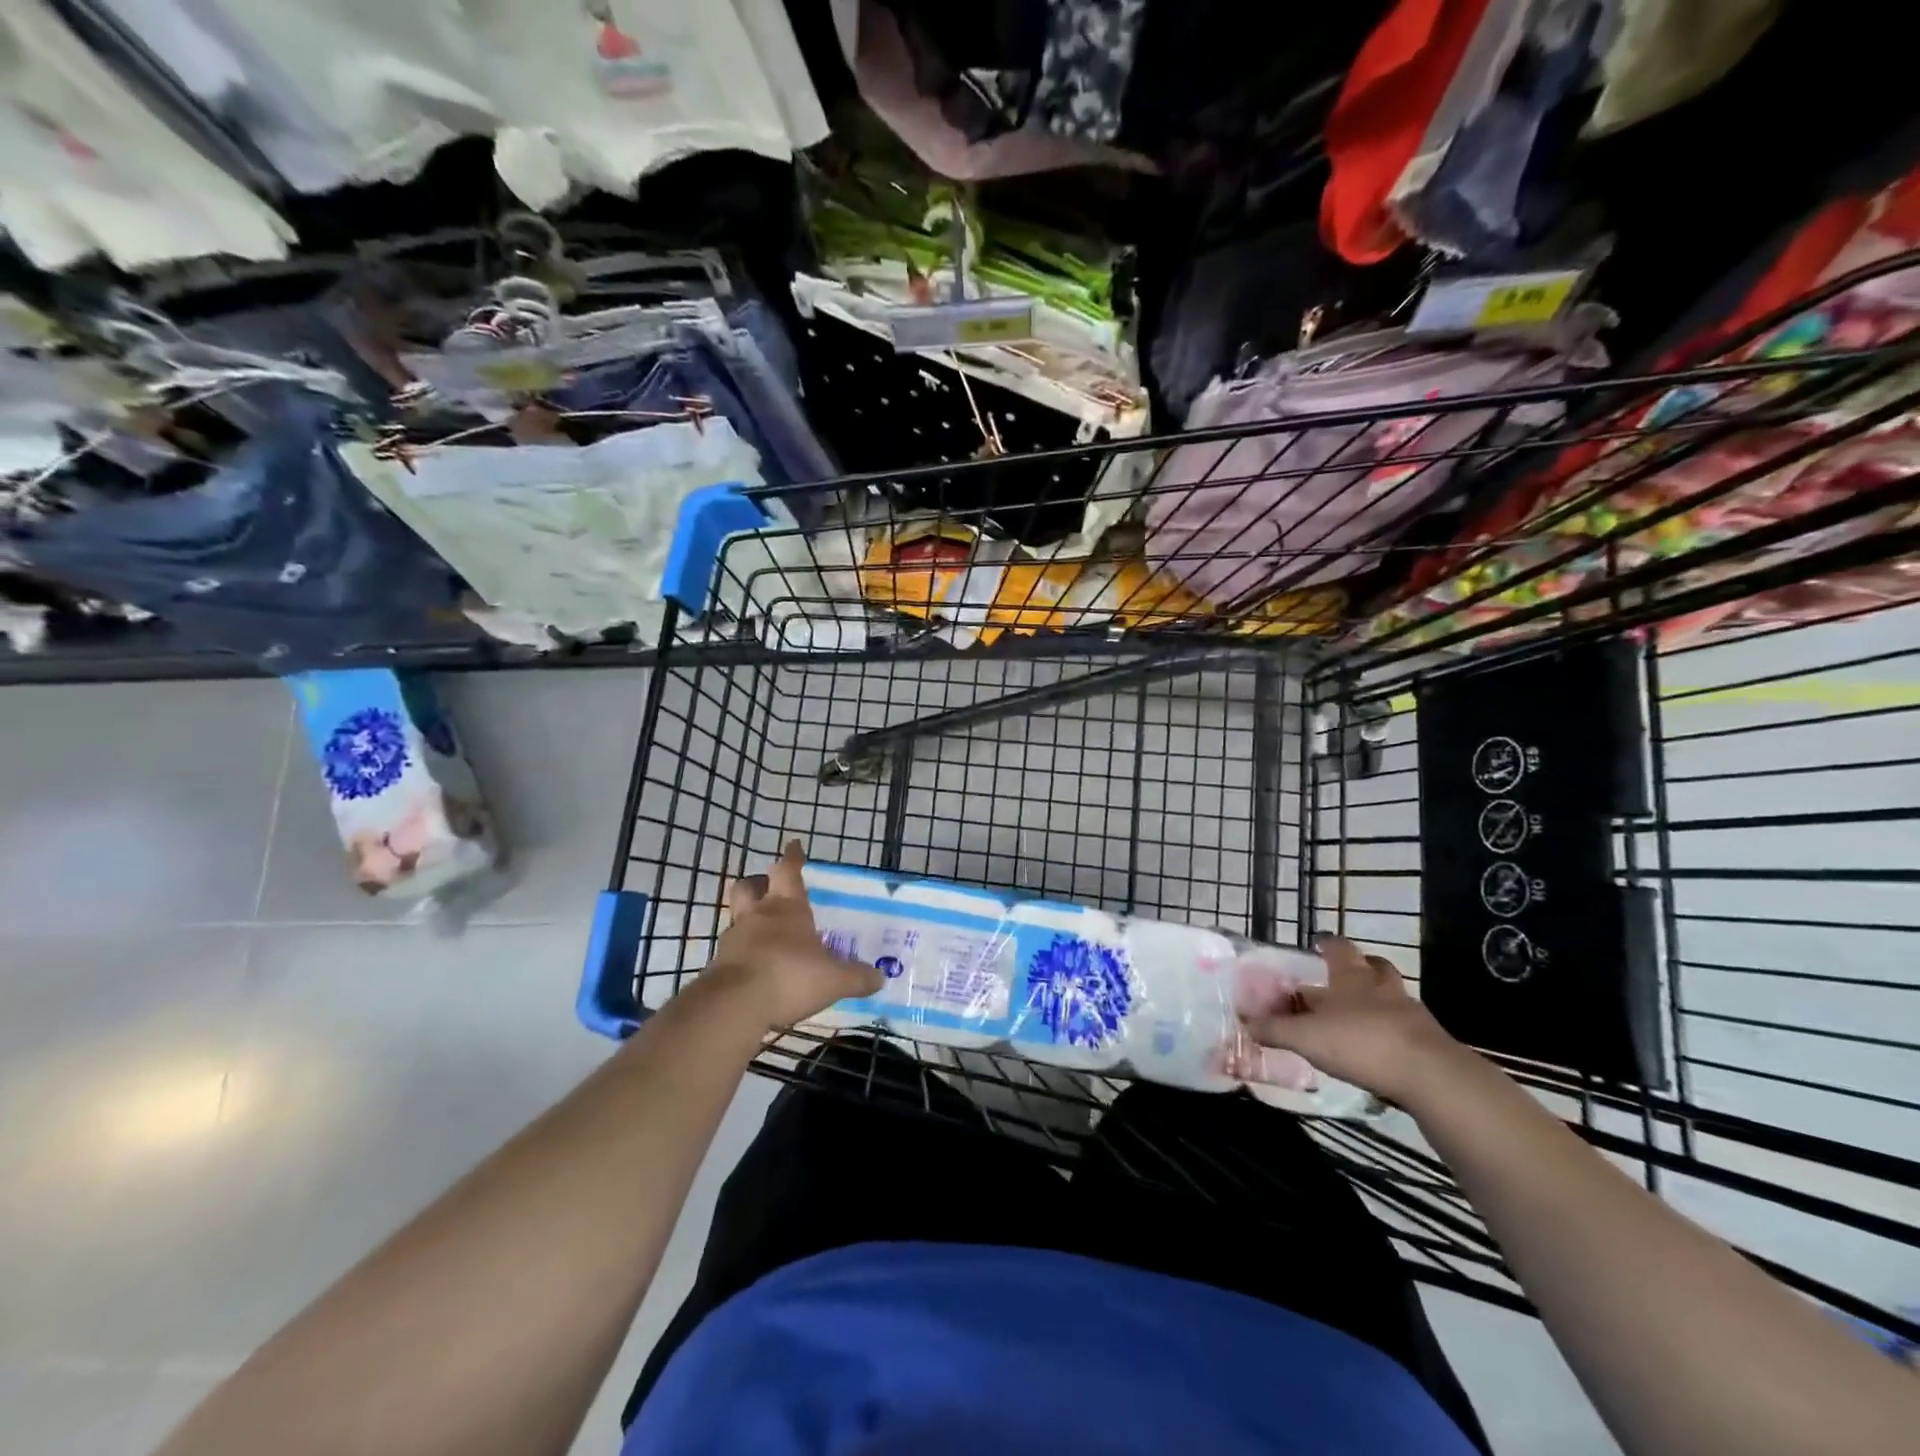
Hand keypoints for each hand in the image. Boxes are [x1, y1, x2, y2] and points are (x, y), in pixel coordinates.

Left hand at [702, 841, 882, 1030]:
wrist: (736, 1004)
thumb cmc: (790, 976)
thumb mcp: (835, 979)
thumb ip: (857, 977)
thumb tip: (880, 978)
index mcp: (787, 907)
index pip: (788, 871)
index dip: (792, 857)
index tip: (794, 845)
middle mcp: (758, 915)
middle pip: (749, 886)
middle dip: (759, 882)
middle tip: (768, 886)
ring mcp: (735, 938)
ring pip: (737, 916)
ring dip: (747, 917)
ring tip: (760, 928)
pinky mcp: (719, 965)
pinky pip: (731, 949)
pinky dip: (742, 951)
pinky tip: (754, 964)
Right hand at [1239, 935, 1461, 1105]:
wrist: (1430, 1076)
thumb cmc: (1361, 1043)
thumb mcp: (1307, 1037)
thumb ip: (1275, 1029)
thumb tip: (1245, 1022)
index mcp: (1351, 978)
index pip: (1338, 948)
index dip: (1327, 943)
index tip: (1318, 942)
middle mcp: (1382, 988)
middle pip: (1374, 966)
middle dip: (1360, 967)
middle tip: (1344, 976)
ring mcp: (1410, 1014)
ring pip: (1393, 996)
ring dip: (1379, 1000)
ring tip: (1362, 1014)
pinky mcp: (1429, 1043)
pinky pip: (1407, 1028)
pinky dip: (1393, 1031)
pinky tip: (1381, 1048)